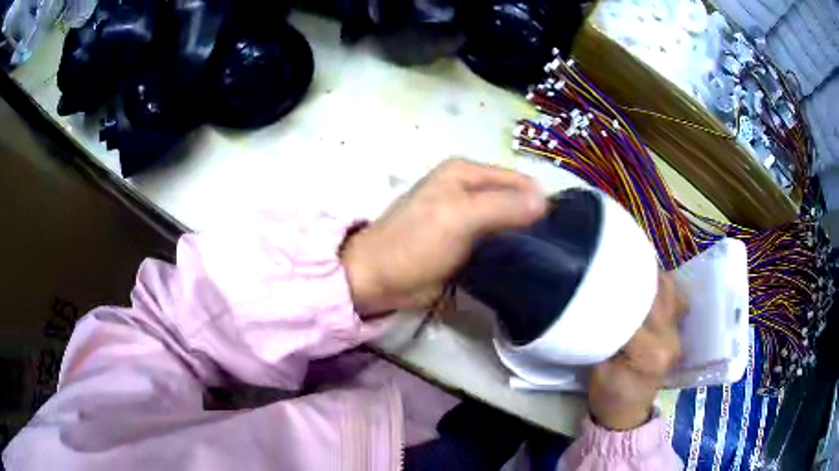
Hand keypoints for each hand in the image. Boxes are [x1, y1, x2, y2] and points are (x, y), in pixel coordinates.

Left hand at [341, 159, 545, 314]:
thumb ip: (503, 206)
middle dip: (533, 221)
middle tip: (549, 250)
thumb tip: (546, 201)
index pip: (519, 180)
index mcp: (466, 172)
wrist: (378, 279)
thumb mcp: (460, 217)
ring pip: (508, 222)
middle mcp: (469, 188)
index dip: (538, 202)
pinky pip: (497, 240)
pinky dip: (509, 250)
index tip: (555, 233)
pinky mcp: (465, 241)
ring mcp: (467, 216)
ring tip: (540, 259)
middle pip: (516, 199)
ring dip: (523, 238)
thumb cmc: (415, 243)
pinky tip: (522, 264)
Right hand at [588, 273, 685, 430]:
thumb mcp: (597, 368)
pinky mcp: (677, 332)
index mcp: (650, 351)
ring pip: (671, 291)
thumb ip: (604, 334)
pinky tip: (647, 286)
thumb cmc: (608, 395)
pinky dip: (661, 288)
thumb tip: (600, 300)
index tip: (602, 276)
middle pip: (658, 293)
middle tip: (616, 267)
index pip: (635, 309)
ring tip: (632, 272)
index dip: (618, 290)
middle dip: (637, 277)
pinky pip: (674, 300)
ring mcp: (677, 334)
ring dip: (652, 278)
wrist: (627, 414)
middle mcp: (671, 338)